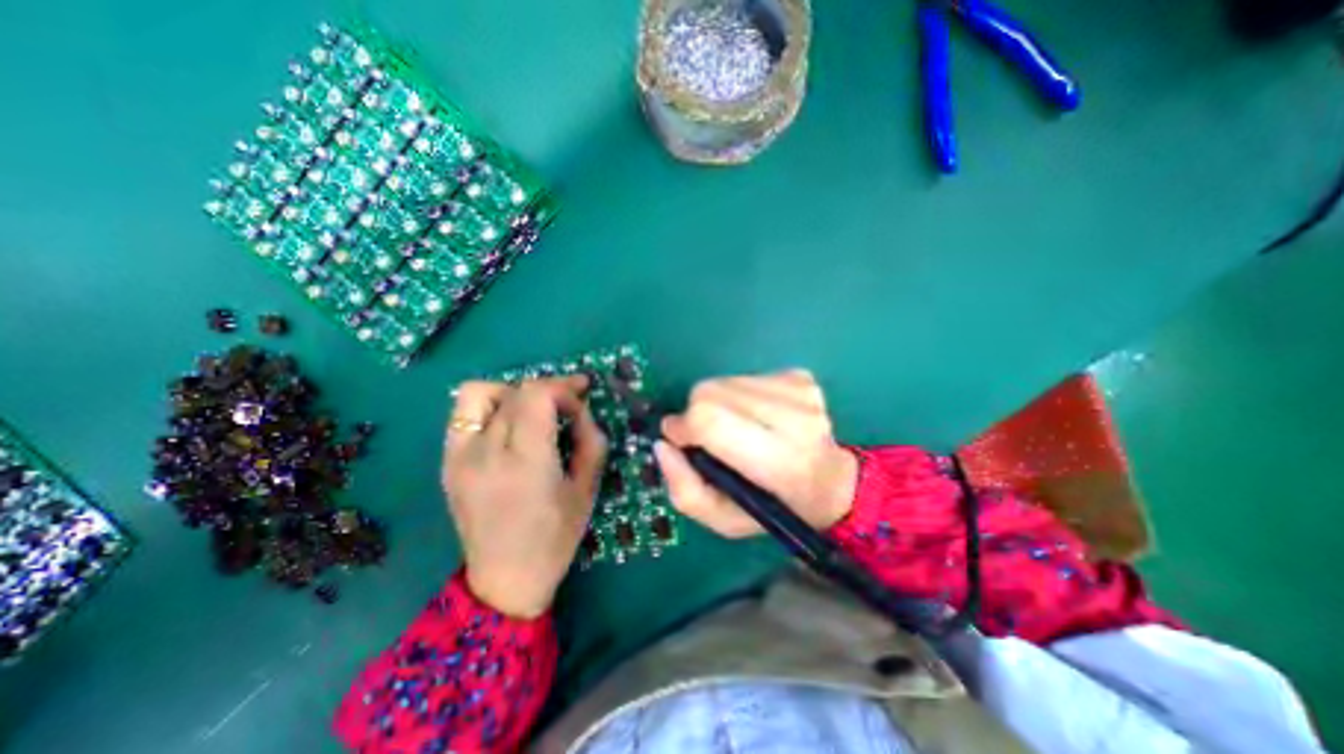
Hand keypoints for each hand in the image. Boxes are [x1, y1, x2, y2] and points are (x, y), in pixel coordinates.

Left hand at [441, 376, 610, 616]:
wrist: (504, 579)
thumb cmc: (555, 537)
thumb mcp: (587, 488)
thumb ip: (591, 440)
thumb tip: (582, 410)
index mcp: (525, 461)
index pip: (537, 395)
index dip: (563, 388)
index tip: (581, 398)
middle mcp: (486, 452)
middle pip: (516, 391)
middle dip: (549, 389)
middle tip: (569, 403)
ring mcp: (459, 455)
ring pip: (481, 392)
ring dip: (514, 392)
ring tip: (534, 411)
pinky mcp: (448, 461)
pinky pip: (464, 412)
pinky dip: (490, 405)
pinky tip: (508, 424)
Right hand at [655, 367, 858, 536]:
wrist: (832, 482)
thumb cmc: (778, 509)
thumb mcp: (726, 521)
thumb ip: (685, 491)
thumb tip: (664, 444)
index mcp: (781, 462)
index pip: (711, 420)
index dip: (683, 426)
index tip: (679, 440)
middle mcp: (796, 418)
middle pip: (711, 392)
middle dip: (696, 414)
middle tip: (709, 439)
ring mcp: (800, 391)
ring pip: (724, 381)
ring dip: (717, 404)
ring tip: (736, 429)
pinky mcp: (799, 376)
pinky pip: (743, 377)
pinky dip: (736, 396)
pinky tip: (755, 417)